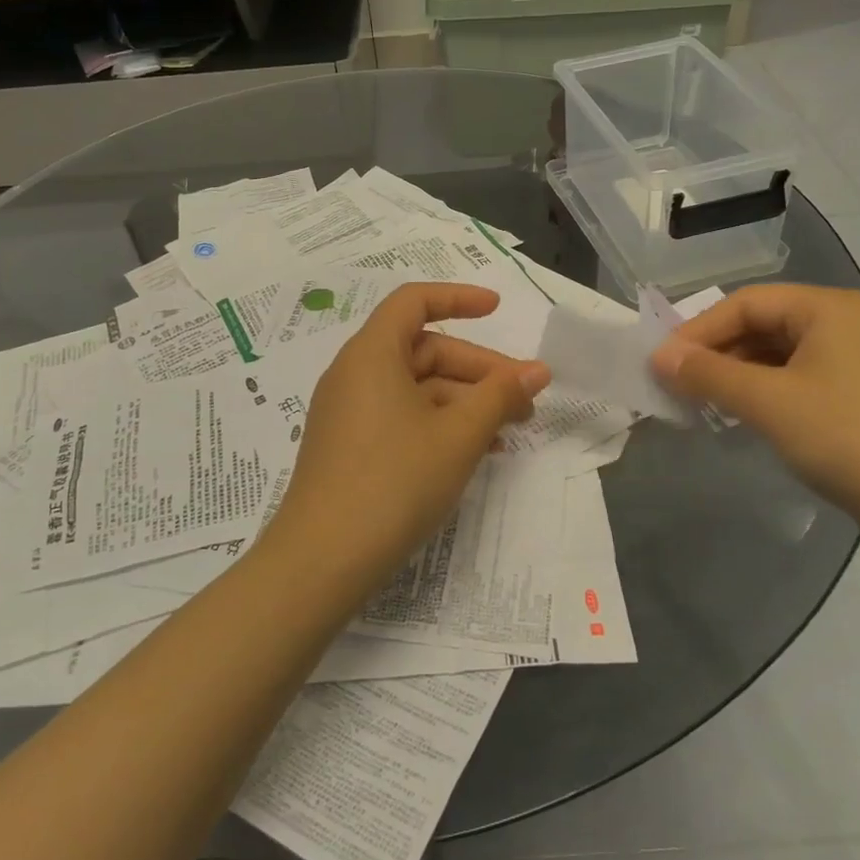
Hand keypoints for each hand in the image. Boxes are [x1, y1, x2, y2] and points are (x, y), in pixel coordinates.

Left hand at [262, 284, 549, 599]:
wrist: (322, 561)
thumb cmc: (395, 482)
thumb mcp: (458, 436)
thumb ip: (500, 396)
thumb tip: (537, 371)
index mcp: (371, 354)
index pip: (414, 302)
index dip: (458, 298)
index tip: (498, 310)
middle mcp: (354, 374)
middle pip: (423, 350)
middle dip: (478, 369)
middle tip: (525, 399)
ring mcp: (349, 413)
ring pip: (417, 388)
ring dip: (465, 402)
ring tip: (510, 430)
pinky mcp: (350, 447)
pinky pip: (402, 417)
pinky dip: (440, 424)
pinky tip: (476, 452)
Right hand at [651, 284, 859, 542]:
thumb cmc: (847, 439)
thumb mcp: (768, 402)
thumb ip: (708, 375)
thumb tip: (658, 357)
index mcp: (831, 308)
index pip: (746, 303)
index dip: (697, 331)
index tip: (661, 364)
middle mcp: (850, 323)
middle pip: (765, 324)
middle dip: (718, 353)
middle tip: (678, 385)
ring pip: (783, 354)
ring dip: (740, 374)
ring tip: (705, 403)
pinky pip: (804, 379)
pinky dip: (769, 391)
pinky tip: (748, 416)